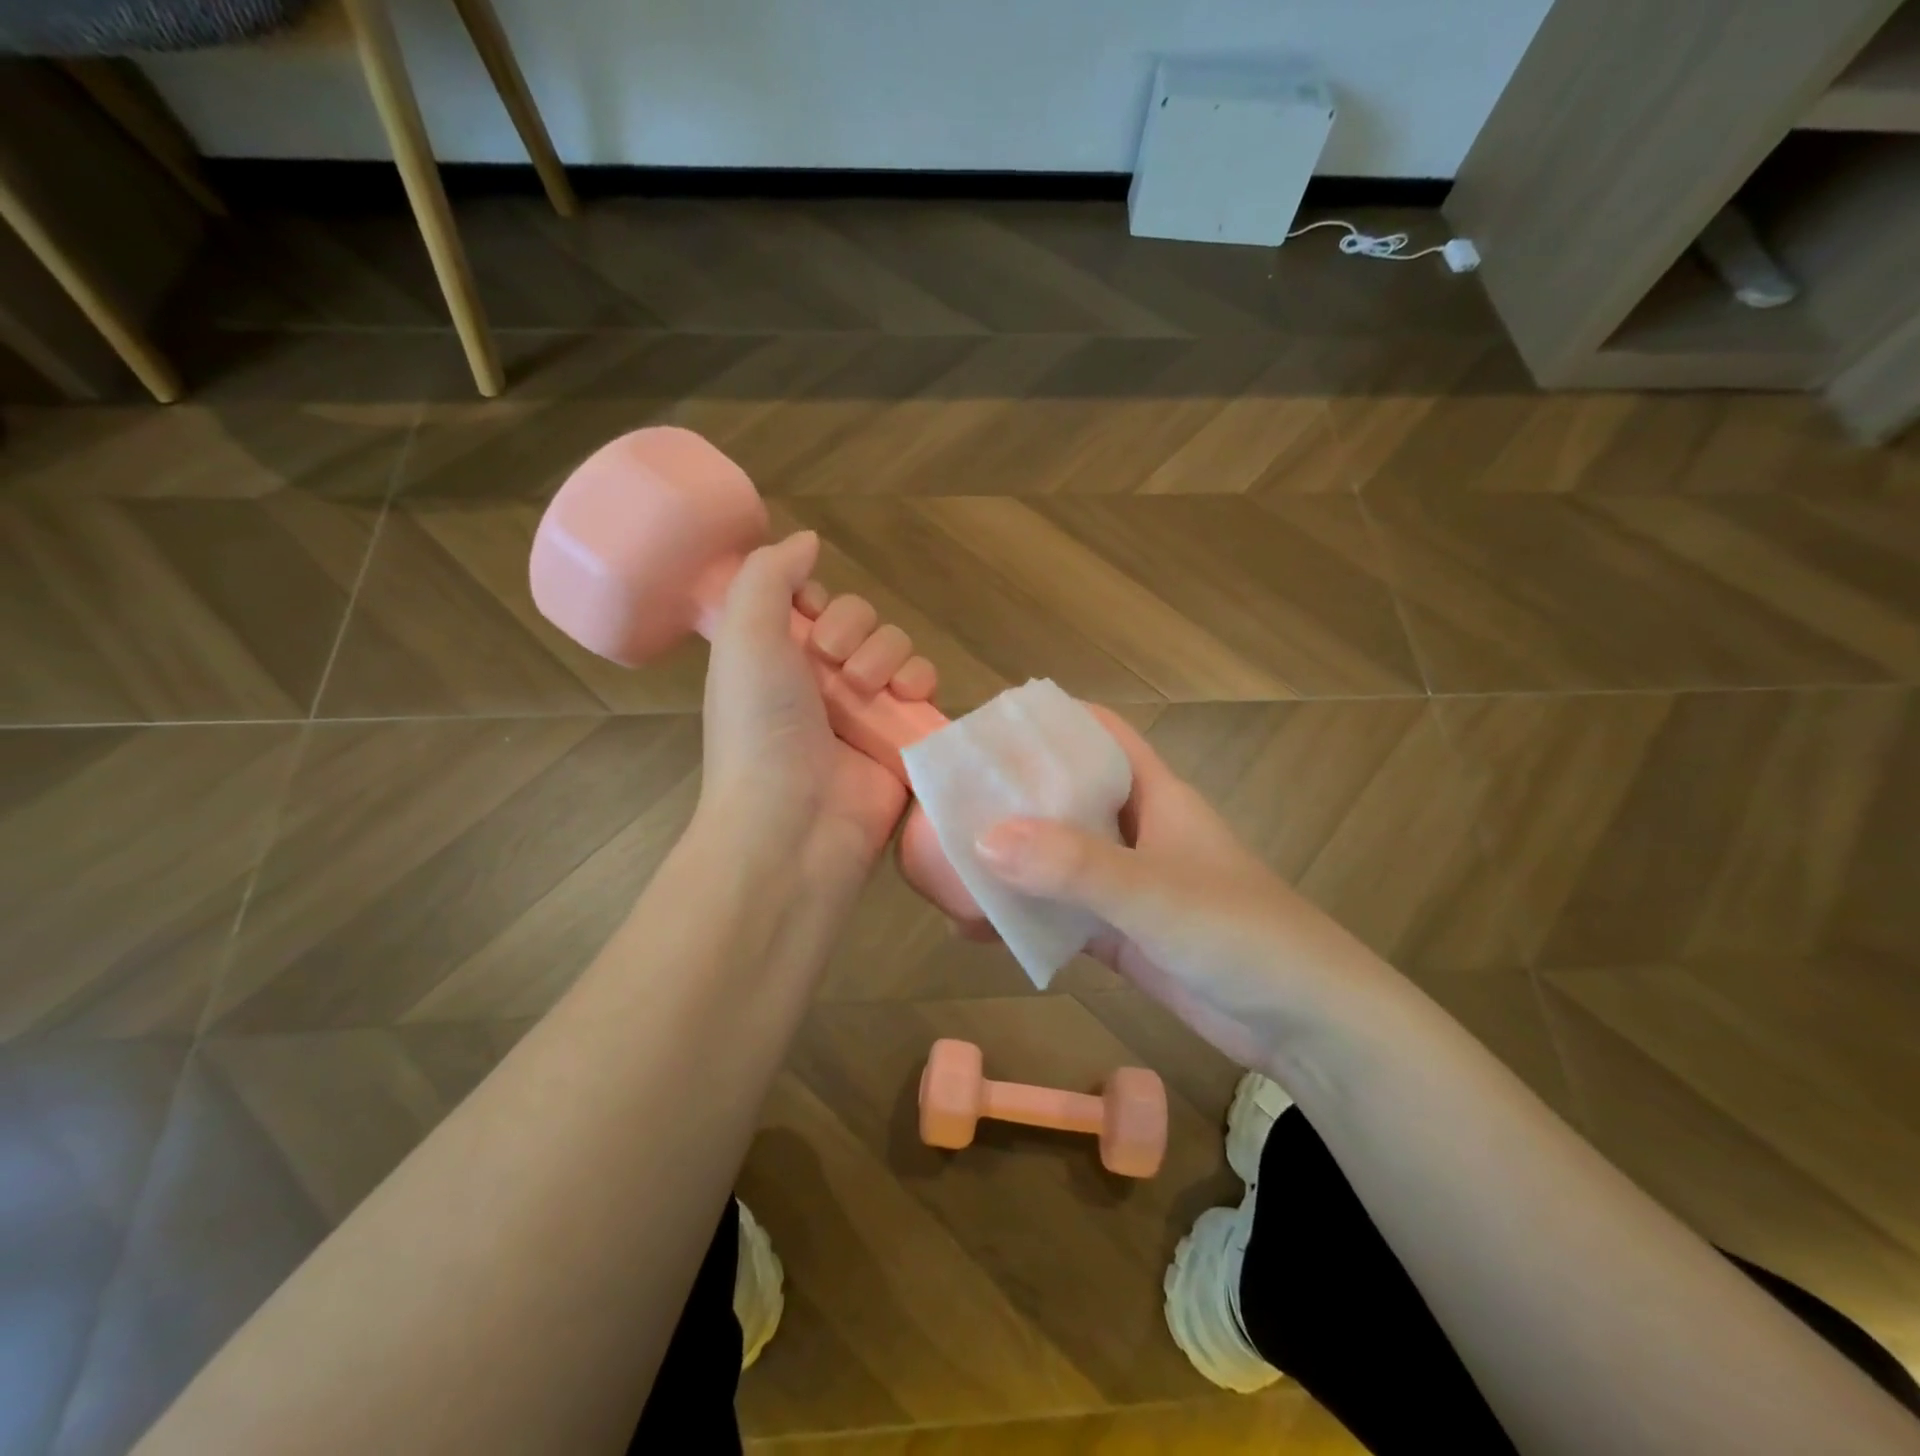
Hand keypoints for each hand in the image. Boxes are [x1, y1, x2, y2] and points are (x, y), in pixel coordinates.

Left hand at [699, 531, 935, 897]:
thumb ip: (769, 575)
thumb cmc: (760, 725)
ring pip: (897, 649)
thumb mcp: (744, 636)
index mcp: (776, 660)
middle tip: (832, 662)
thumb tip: (806, 539)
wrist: (794, 822)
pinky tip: (907, 696)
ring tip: (867, 688)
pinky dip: (921, 682)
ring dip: (887, 654)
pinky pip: (926, 688)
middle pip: (861, 621)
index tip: (808, 615)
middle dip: (853, 629)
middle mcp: (819, 682)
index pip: (813, 605)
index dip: (817, 601)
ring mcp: (864, 712)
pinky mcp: (902, 737)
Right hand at [967, 708, 1352, 1070]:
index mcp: (1155, 795)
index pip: (1098, 735)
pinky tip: (976, 928)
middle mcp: (1138, 832)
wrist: (1306, 1027)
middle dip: (1011, 796)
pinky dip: (1023, 917)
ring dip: (1010, 860)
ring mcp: (1128, 886)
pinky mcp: (1122, 935)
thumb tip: (982, 838)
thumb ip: (1073, 866)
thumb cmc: (1242, 936)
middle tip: (945, 803)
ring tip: (944, 864)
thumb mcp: (1155, 893)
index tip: (985, 729)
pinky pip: (1060, 915)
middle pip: (1066, 796)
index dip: (1048, 723)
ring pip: (1057, 859)